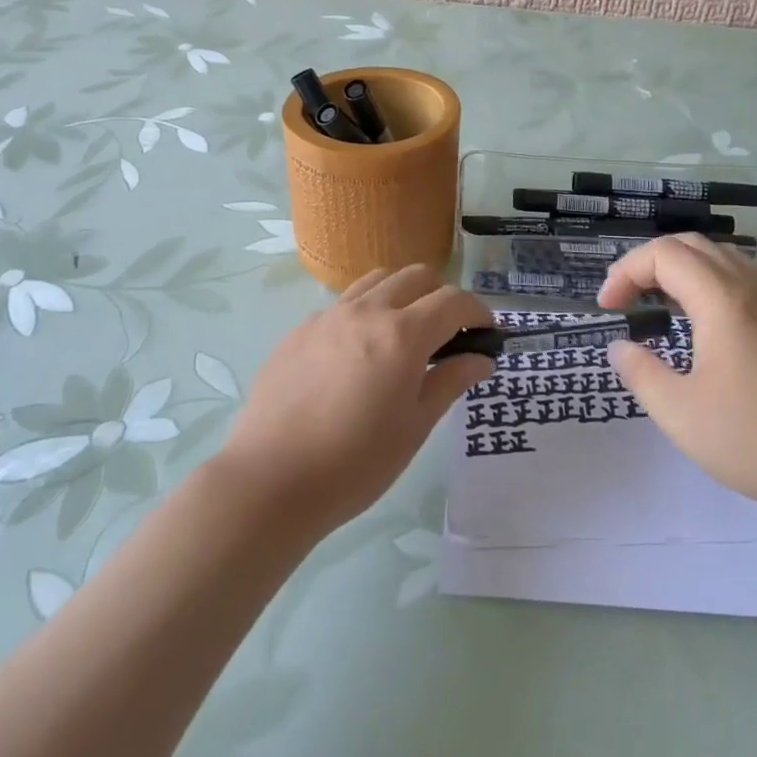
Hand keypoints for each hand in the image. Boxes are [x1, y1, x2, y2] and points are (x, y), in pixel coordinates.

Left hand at [218, 266, 494, 535]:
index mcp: (402, 334)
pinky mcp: (299, 331)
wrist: (270, 480)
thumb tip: (481, 359)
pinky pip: (342, 305)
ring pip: (376, 281)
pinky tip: (358, 354)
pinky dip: (365, 313)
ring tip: (403, 333)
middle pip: (416, 276)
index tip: (486, 333)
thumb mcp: (415, 426)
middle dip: (442, 296)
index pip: (453, 300)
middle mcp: (366, 311)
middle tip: (448, 333)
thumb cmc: (355, 463)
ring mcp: (328, 317)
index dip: (478, 311)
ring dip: (402, 294)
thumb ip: (450, 382)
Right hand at [598, 235, 756, 520]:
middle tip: (626, 299)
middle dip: (648, 263)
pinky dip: (708, 281)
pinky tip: (702, 322)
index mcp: (722, 300)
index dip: (626, 271)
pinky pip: (741, 277)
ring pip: (720, 256)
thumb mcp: (682, 414)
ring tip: (658, 306)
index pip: (663, 254)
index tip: (608, 308)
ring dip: (680, 269)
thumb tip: (620, 347)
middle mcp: (751, 286)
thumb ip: (641, 373)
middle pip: (691, 244)